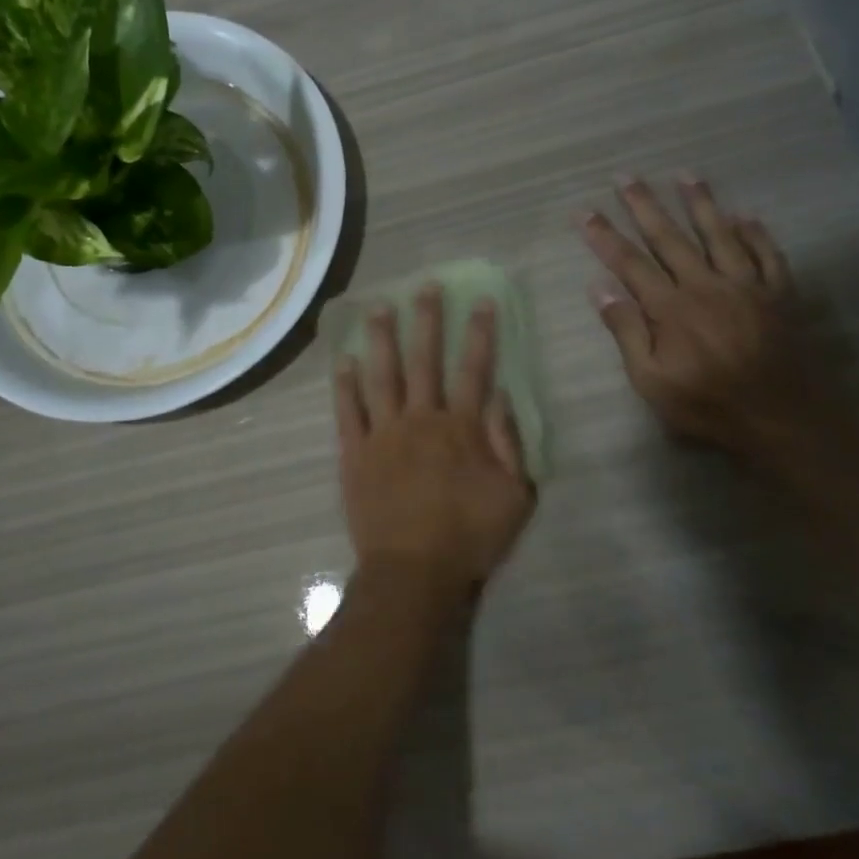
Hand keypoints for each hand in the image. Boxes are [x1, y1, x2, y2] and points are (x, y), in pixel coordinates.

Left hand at [335, 286, 536, 601]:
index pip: (473, 369)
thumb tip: (502, 396)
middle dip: (427, 320)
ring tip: (379, 307)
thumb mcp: (514, 495)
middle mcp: (420, 419)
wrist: (413, 572)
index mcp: (461, 428)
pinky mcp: (354, 452)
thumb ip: (509, 442)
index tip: (481, 300)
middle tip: (425, 286)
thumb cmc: (469, 537)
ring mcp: (382, 433)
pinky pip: (348, 411)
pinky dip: (345, 384)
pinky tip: (343, 360)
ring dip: (381, 339)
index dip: (479, 333)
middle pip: (423, 360)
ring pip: (381, 375)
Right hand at [581, 175, 829, 457]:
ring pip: (719, 234)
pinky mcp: (778, 295)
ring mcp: (746, 286)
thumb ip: (626, 331)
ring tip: (686, 176)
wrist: (782, 420)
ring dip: (700, 203)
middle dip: (644, 206)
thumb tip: (599, 288)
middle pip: (669, 238)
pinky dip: (755, 233)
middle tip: (626, 177)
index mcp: (670, 308)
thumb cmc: (707, 405)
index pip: (629, 263)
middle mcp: (706, 285)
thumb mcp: (651, 380)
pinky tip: (745, 215)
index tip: (584, 212)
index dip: (604, 236)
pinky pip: (767, 254)